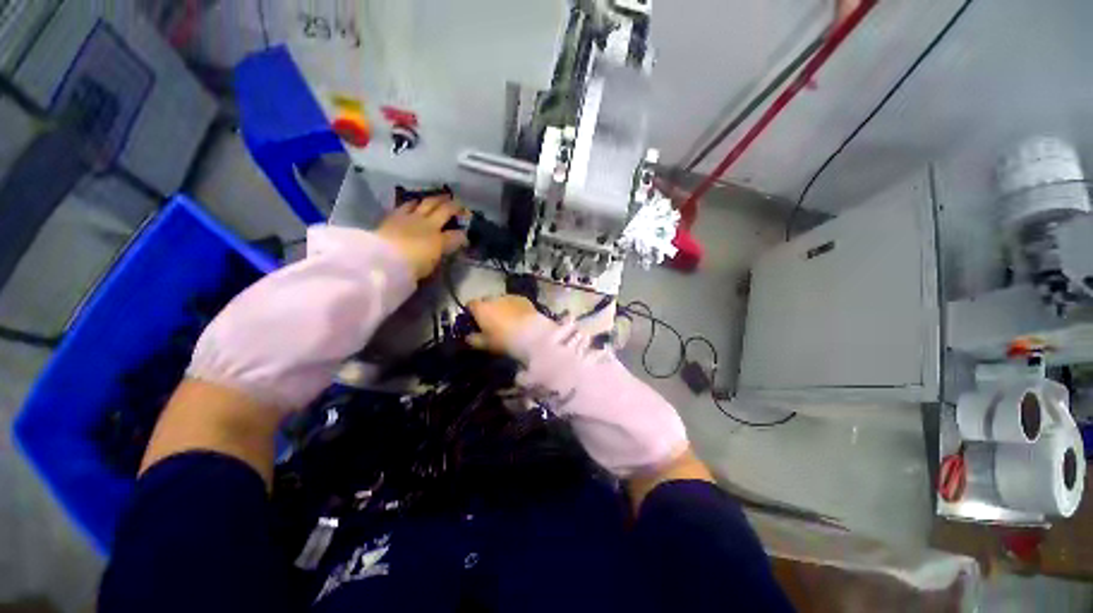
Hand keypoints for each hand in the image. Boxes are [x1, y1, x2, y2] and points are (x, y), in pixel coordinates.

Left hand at [377, 195, 467, 279]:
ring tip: (441, 197)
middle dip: (455, 206)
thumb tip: (444, 249)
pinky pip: (408, 205)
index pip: (457, 236)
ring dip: (437, 199)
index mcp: (440, 241)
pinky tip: (416, 202)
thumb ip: (438, 255)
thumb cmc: (410, 268)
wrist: (384, 260)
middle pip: (445, 211)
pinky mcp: (396, 215)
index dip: (463, 236)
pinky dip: (415, 203)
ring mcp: (412, 217)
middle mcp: (429, 225)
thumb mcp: (430, 266)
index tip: (465, 237)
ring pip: (428, 203)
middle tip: (460, 203)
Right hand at [466, 295, 541, 354]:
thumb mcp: (485, 344)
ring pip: (501, 300)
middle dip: (486, 308)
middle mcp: (494, 298)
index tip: (473, 321)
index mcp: (481, 308)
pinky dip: (513, 307)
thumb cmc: (504, 340)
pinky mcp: (523, 299)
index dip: (471, 312)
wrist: (530, 334)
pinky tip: (518, 317)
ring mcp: (509, 297)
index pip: (470, 304)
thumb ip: (473, 339)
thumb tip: (468, 337)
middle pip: (486, 300)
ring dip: (501, 307)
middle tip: (491, 321)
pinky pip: (514, 301)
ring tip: (507, 319)